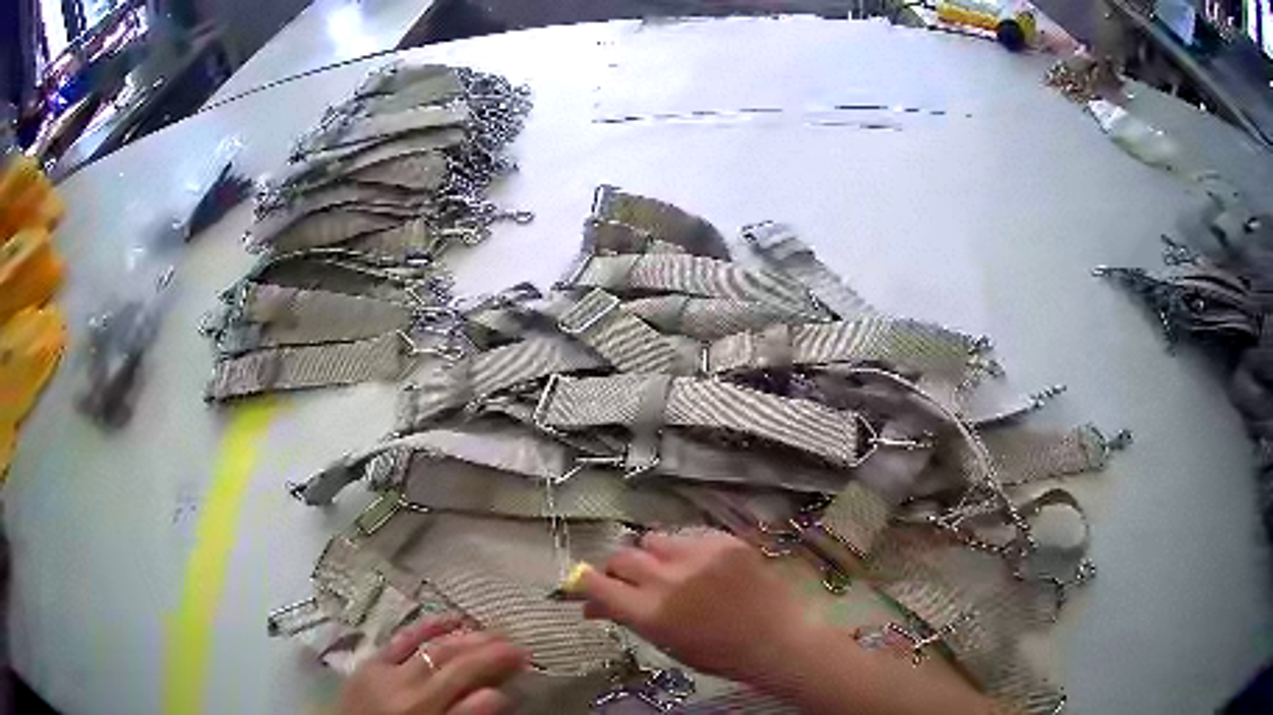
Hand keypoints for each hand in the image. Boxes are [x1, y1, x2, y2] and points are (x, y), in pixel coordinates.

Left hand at [338, 616, 527, 714]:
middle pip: (453, 662)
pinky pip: (400, 638)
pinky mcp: (369, 662)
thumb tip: (498, 694)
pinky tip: (450, 618)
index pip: (467, 682)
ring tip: (494, 632)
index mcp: (423, 710)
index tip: (526, 659)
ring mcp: (384, 671)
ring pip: (431, 646)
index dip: (497, 667)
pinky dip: (426, 626)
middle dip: (488, 651)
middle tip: (518, 643)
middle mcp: (405, 688)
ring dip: (465, 637)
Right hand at [579, 529, 813, 684]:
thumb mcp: (667, 644)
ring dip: (651, 555)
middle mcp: (668, 579)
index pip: (598, 585)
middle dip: (618, 569)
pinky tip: (698, 564)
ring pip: (652, 539)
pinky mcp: (722, 540)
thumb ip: (628, 619)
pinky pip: (687, 533)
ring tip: (668, 569)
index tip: (582, 582)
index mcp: (651, 613)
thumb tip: (592, 606)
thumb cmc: (720, 653)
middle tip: (629, 580)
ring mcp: (697, 554)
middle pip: (622, 557)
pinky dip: (684, 548)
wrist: (777, 637)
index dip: (585, 582)